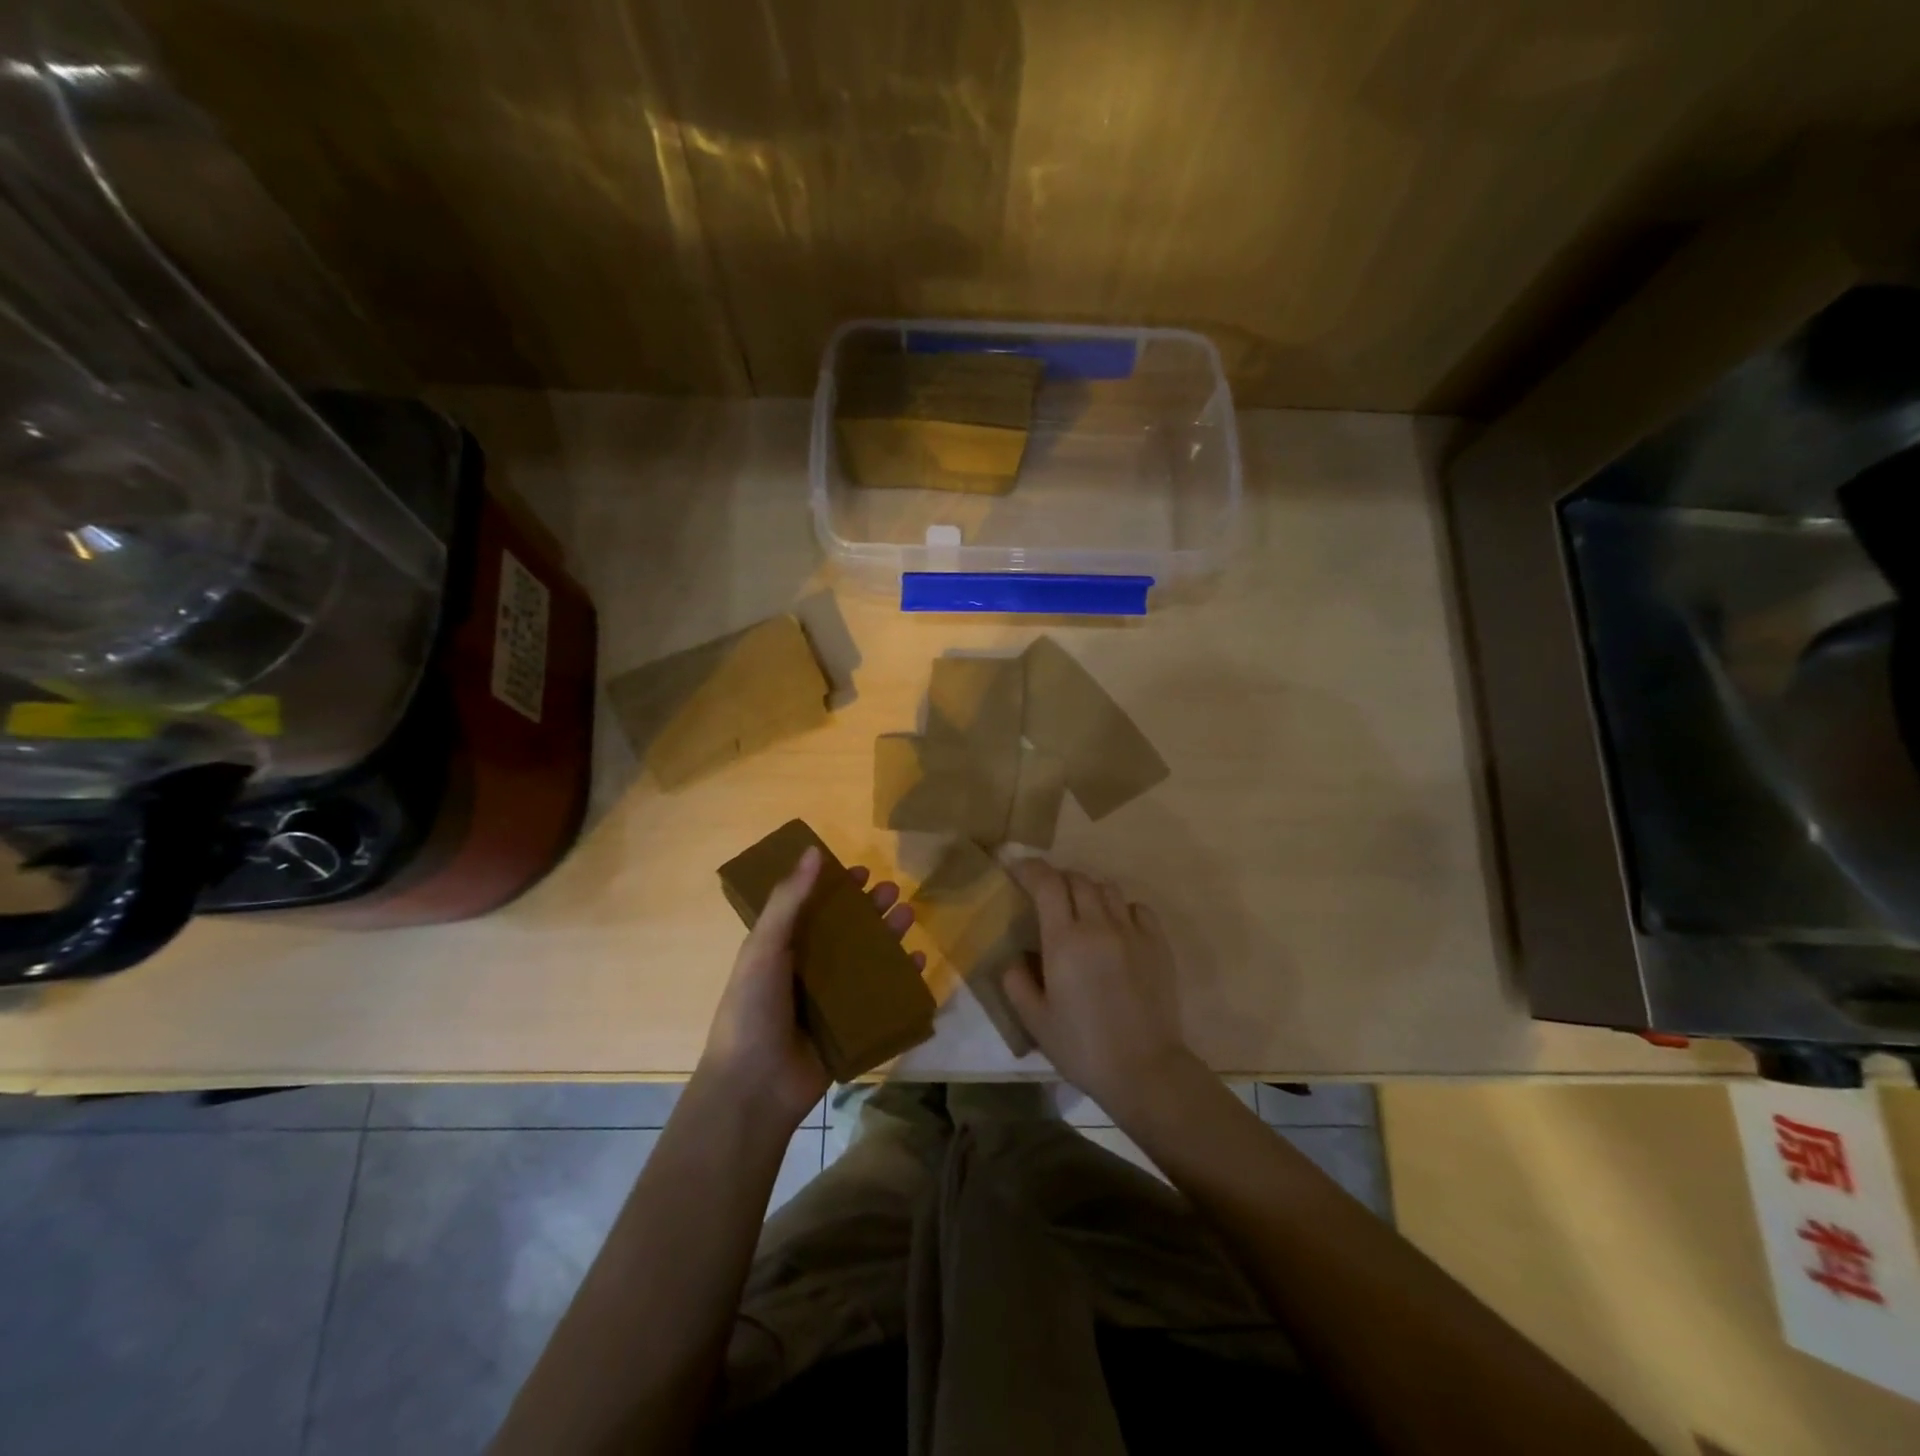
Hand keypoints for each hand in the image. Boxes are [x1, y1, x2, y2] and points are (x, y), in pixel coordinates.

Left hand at [698, 846, 922, 1128]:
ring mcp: (830, 1001)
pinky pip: (881, 997)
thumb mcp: (764, 947)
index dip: (836, 888)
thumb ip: (788, 900)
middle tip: (894, 891)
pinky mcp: (851, 1027)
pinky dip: (901, 979)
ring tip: (909, 916)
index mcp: (782, 949)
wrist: (754, 1088)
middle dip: (871, 909)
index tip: (861, 872)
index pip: (813, 908)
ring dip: (889, 936)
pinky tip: (919, 962)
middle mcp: (807, 970)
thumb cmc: (752, 1009)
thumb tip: (813, 850)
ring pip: (867, 960)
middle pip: (846, 931)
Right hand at [1002, 859, 1198, 1114]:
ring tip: (1080, 910)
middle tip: (1046, 895)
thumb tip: (1016, 957)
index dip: (1030, 868)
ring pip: (1107, 888)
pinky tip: (1115, 927)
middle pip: (1077, 879)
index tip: (1016, 867)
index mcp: (1064, 941)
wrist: (1145, 1070)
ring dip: (1088, 891)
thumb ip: (1017, 981)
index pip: (1046, 883)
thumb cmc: (1082, 1048)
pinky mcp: (1158, 944)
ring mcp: (1132, 932)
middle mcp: (1098, 926)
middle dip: (1057, 879)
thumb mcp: (1035, 1020)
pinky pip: (1137, 908)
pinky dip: (1121, 908)